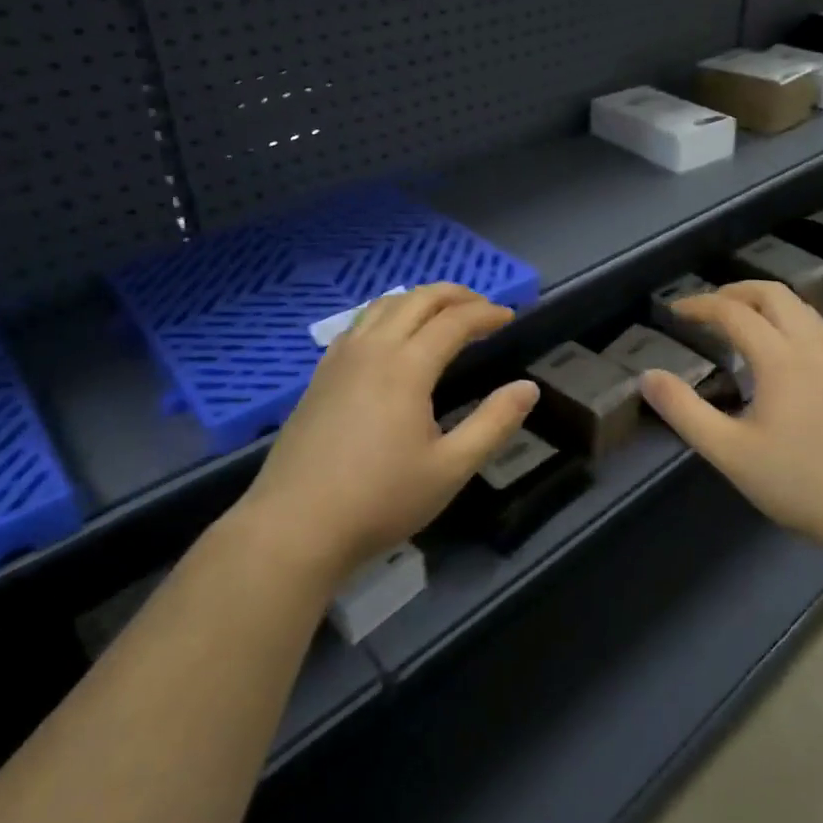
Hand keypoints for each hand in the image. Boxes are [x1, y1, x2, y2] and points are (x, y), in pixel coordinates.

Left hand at [232, 284, 538, 584]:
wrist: (294, 528)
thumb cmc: (379, 500)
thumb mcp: (450, 469)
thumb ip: (493, 424)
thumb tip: (528, 388)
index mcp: (406, 366)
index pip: (454, 321)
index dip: (486, 314)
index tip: (509, 317)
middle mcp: (372, 349)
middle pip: (417, 300)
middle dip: (455, 295)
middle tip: (482, 307)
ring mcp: (340, 360)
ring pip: (384, 306)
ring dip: (419, 300)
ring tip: (442, 313)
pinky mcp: (320, 376)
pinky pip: (359, 325)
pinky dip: (388, 314)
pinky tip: (392, 338)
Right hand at [638, 281, 822, 555]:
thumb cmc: (799, 481)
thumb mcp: (730, 452)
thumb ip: (685, 412)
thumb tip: (647, 377)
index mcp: (780, 357)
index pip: (734, 312)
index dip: (700, 305)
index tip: (674, 311)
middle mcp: (811, 346)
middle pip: (773, 294)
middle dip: (735, 292)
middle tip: (706, 308)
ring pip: (799, 306)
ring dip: (764, 301)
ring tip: (739, 321)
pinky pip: (813, 326)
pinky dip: (785, 318)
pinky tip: (776, 352)